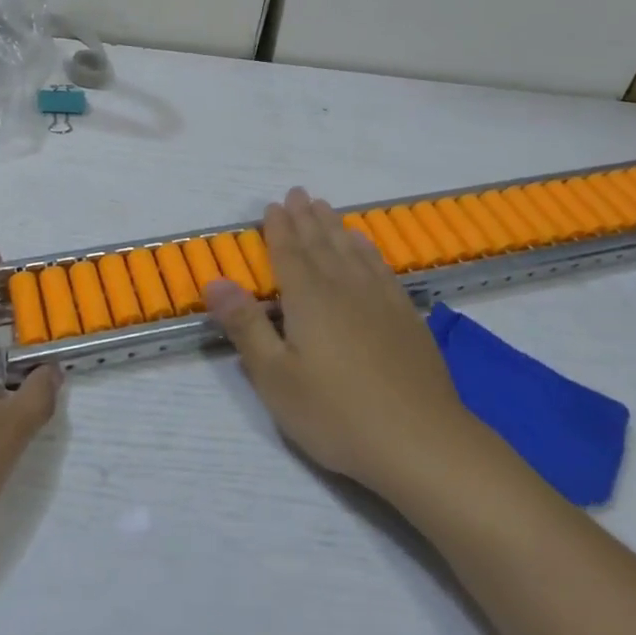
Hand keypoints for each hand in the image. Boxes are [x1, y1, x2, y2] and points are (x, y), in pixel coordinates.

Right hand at [205, 188, 480, 500]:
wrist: (420, 441)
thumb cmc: (336, 413)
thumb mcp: (276, 377)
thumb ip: (245, 326)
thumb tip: (215, 281)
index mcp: (308, 299)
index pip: (288, 253)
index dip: (279, 228)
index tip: (273, 205)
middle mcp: (343, 287)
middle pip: (320, 244)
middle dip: (305, 218)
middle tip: (298, 193)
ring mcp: (379, 300)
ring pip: (351, 250)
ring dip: (334, 226)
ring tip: (324, 207)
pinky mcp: (405, 316)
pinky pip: (380, 268)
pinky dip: (368, 250)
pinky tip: (364, 244)